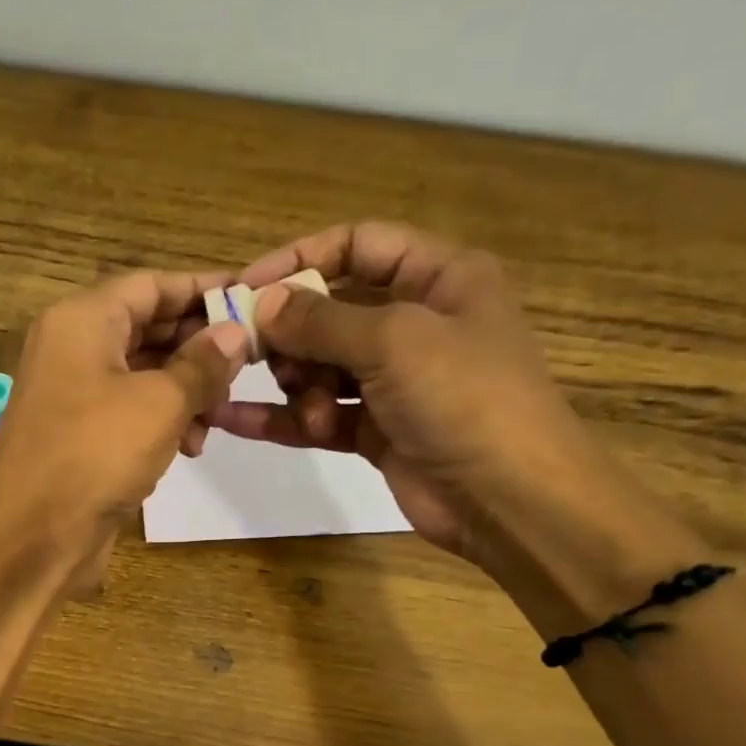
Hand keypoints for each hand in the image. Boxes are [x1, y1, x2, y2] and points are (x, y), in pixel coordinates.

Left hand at [0, 269, 249, 568]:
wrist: (34, 534)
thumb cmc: (97, 452)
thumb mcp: (160, 402)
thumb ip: (202, 364)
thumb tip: (235, 332)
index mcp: (82, 320)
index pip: (151, 285)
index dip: (202, 289)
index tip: (251, 299)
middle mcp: (72, 348)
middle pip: (147, 328)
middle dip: (198, 347)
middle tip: (247, 364)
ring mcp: (73, 394)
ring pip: (142, 374)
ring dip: (186, 390)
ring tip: (220, 415)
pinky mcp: (80, 436)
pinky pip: (129, 412)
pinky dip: (163, 421)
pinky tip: (192, 446)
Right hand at [213, 221, 620, 569]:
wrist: (509, 499)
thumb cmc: (464, 398)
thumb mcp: (394, 341)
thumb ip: (321, 320)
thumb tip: (261, 304)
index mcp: (439, 278)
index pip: (358, 245)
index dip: (300, 259)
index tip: (246, 288)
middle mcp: (416, 323)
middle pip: (331, 310)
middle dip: (291, 333)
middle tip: (253, 354)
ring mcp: (394, 381)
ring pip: (322, 366)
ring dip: (298, 385)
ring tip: (307, 411)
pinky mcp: (375, 430)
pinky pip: (319, 413)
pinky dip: (283, 418)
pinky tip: (236, 420)